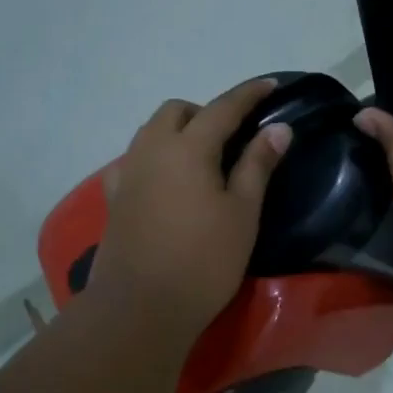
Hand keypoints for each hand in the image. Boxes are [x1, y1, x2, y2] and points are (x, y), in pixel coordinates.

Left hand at [85, 79, 292, 345]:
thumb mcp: (242, 212)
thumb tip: (278, 128)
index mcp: (188, 147)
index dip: (249, 94)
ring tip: (203, 156)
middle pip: (177, 111)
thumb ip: (258, 165)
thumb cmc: (203, 260)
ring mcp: (127, 173)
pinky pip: (134, 159)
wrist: (140, 308)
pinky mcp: (113, 198)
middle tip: (233, 135)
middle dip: (206, 111)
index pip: (223, 107)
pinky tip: (167, 180)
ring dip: (178, 130)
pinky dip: (155, 156)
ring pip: (151, 131)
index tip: (270, 85)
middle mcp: (152, 149)